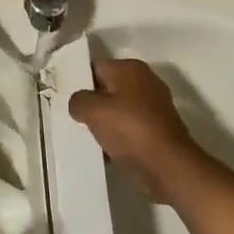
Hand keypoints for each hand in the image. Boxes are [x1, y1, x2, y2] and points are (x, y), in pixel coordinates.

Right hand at [68, 57, 209, 202]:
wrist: (168, 165)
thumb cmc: (129, 129)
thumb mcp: (92, 110)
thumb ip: (78, 100)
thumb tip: (79, 103)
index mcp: (130, 68)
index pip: (95, 68)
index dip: (79, 82)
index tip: (66, 99)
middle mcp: (145, 81)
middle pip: (108, 89)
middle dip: (93, 104)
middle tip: (75, 119)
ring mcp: (155, 106)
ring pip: (119, 111)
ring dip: (106, 123)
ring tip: (89, 138)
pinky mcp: (159, 130)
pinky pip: (131, 129)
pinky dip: (120, 138)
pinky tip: (107, 152)